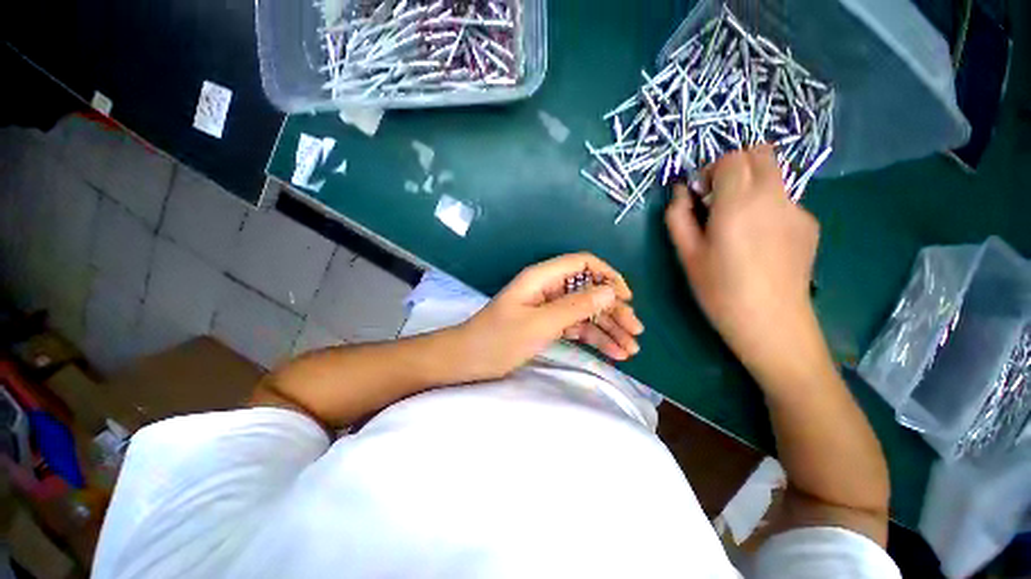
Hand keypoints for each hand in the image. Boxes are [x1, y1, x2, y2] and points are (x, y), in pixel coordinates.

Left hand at [454, 253, 643, 380]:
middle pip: (589, 291)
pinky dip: (594, 338)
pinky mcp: (548, 324)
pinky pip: (576, 327)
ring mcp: (549, 307)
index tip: (626, 298)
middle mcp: (549, 288)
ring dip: (608, 328)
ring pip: (585, 312)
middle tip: (636, 332)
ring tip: (631, 350)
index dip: (607, 276)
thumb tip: (611, 292)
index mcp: (543, 278)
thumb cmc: (499, 339)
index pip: (583, 263)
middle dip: (613, 310)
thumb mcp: (540, 323)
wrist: (468, 360)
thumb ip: (575, 306)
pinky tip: (613, 352)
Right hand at [665, 146, 822, 383]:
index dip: (711, 170)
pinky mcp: (809, 224)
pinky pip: (784, 200)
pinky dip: (767, 207)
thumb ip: (678, 217)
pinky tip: (760, 242)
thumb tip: (679, 193)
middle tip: (718, 199)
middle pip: (760, 153)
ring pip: (774, 176)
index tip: (700, 195)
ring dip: (751, 187)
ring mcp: (797, 209)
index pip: (731, 158)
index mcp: (738, 203)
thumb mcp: (686, 254)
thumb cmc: (720, 290)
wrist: (772, 322)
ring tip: (739, 226)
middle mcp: (773, 196)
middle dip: (735, 166)